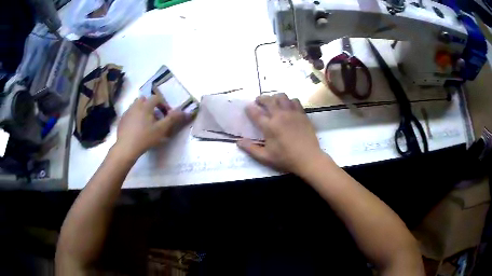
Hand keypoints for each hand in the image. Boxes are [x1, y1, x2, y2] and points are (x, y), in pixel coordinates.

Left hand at [114, 95, 189, 160]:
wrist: (126, 148)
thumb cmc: (145, 137)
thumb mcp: (161, 129)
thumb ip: (172, 119)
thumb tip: (184, 111)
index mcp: (146, 105)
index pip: (156, 98)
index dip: (163, 104)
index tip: (166, 114)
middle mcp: (135, 105)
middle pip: (144, 99)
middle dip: (150, 105)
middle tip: (155, 117)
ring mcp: (127, 112)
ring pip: (136, 106)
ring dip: (142, 110)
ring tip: (146, 122)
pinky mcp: (122, 120)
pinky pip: (130, 114)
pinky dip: (134, 117)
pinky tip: (136, 128)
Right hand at [237, 93, 324, 174]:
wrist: (308, 158)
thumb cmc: (286, 159)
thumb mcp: (265, 157)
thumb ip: (250, 149)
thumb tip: (238, 142)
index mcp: (269, 126)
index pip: (255, 113)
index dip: (249, 109)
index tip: (247, 107)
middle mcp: (280, 116)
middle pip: (268, 100)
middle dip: (261, 98)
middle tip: (259, 101)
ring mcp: (292, 113)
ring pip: (282, 97)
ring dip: (275, 97)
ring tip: (274, 102)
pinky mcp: (302, 114)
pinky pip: (295, 101)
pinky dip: (289, 101)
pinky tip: (288, 106)